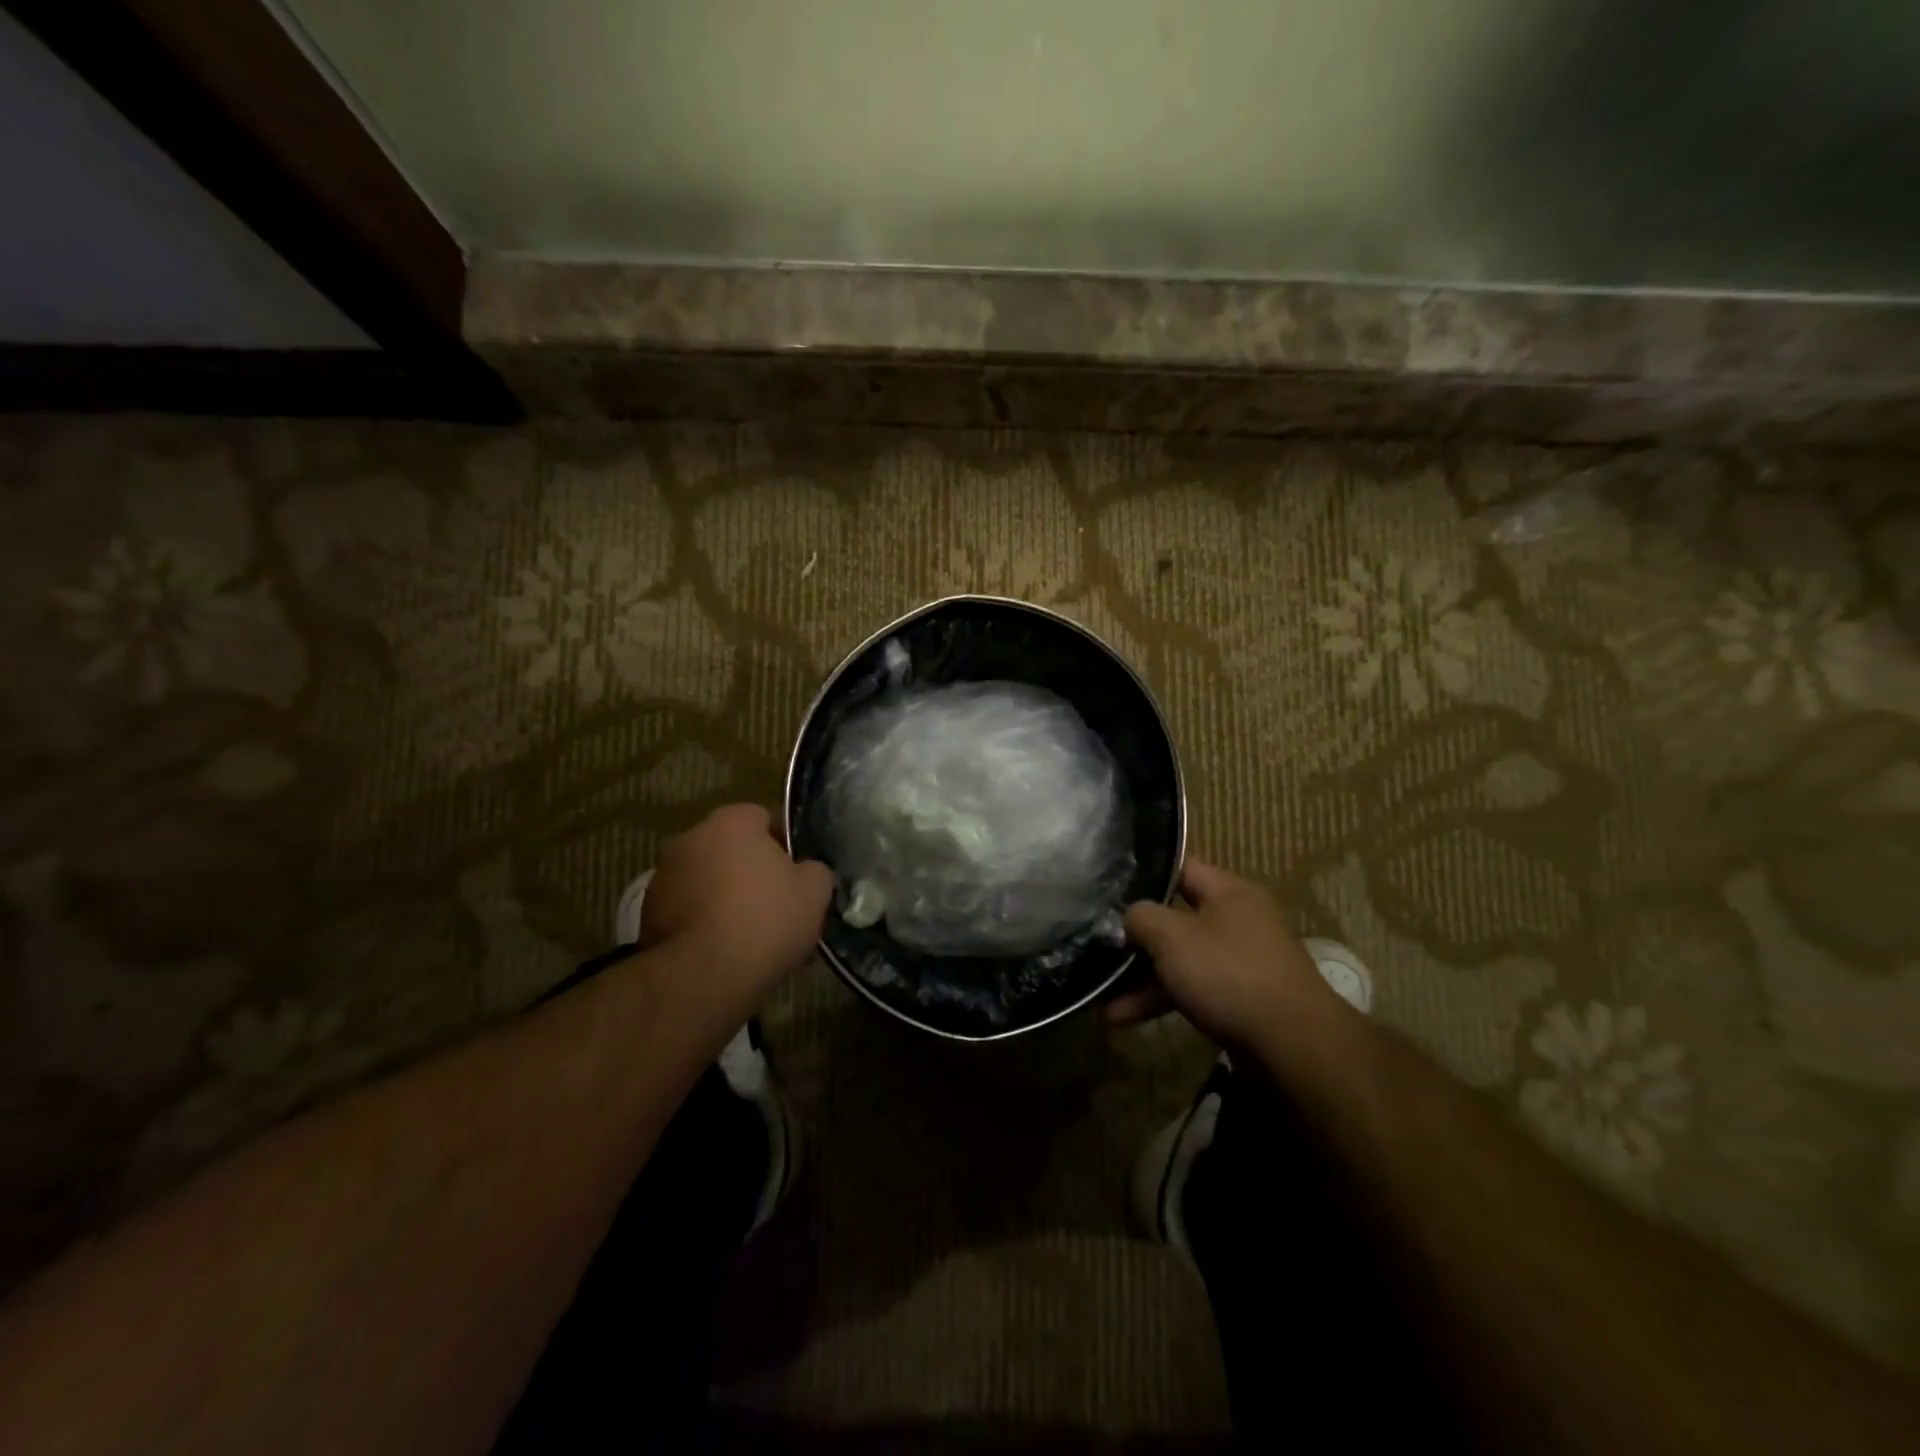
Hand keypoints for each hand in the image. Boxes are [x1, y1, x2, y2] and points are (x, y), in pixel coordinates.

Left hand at [640, 804, 833, 1003]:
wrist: (702, 976)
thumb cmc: (764, 920)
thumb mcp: (815, 892)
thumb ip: (815, 870)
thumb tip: (807, 870)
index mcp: (732, 821)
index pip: (764, 818)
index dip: (784, 844)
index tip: (797, 873)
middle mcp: (691, 837)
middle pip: (731, 848)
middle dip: (751, 871)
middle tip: (776, 905)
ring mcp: (663, 875)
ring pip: (707, 880)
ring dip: (724, 896)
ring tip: (749, 935)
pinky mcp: (647, 914)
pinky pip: (688, 910)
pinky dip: (703, 922)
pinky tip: (723, 951)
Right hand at [1109, 858, 1346, 1049]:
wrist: (1292, 1047)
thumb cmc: (1229, 974)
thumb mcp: (1172, 937)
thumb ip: (1141, 917)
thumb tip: (1129, 917)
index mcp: (1229, 893)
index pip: (1181, 868)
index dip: (1144, 874)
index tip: (1109, 885)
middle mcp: (1238, 921)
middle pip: (1176, 918)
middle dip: (1137, 938)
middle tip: (1099, 945)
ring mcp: (1241, 962)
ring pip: (1181, 959)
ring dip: (1142, 978)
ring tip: (1103, 999)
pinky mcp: (1240, 999)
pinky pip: (1192, 990)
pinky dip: (1161, 1000)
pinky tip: (1125, 1019)